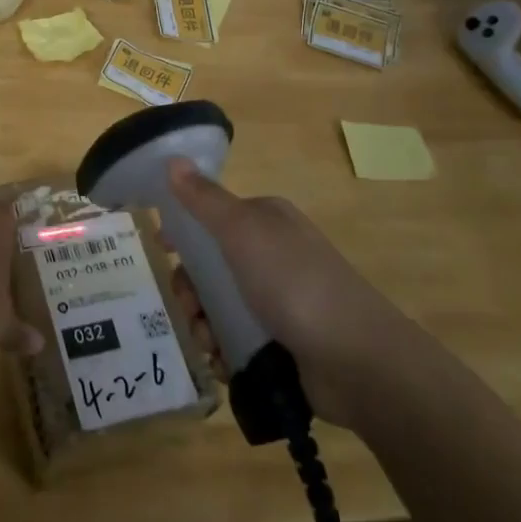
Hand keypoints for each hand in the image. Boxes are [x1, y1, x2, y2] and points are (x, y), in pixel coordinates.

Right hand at [165, 158, 419, 426]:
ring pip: (219, 306)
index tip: (164, 250)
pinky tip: (220, 361)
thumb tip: (173, 160)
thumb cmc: (294, 283)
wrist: (357, 360)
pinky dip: (222, 350)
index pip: (213, 216)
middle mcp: (273, 256)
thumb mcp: (243, 231)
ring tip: (207, 342)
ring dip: (203, 324)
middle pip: (210, 266)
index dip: (185, 232)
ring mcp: (280, 302)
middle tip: (190, 308)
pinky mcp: (282, 343)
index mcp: (266, 221)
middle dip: (190, 289)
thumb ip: (204, 199)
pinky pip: (236, 341)